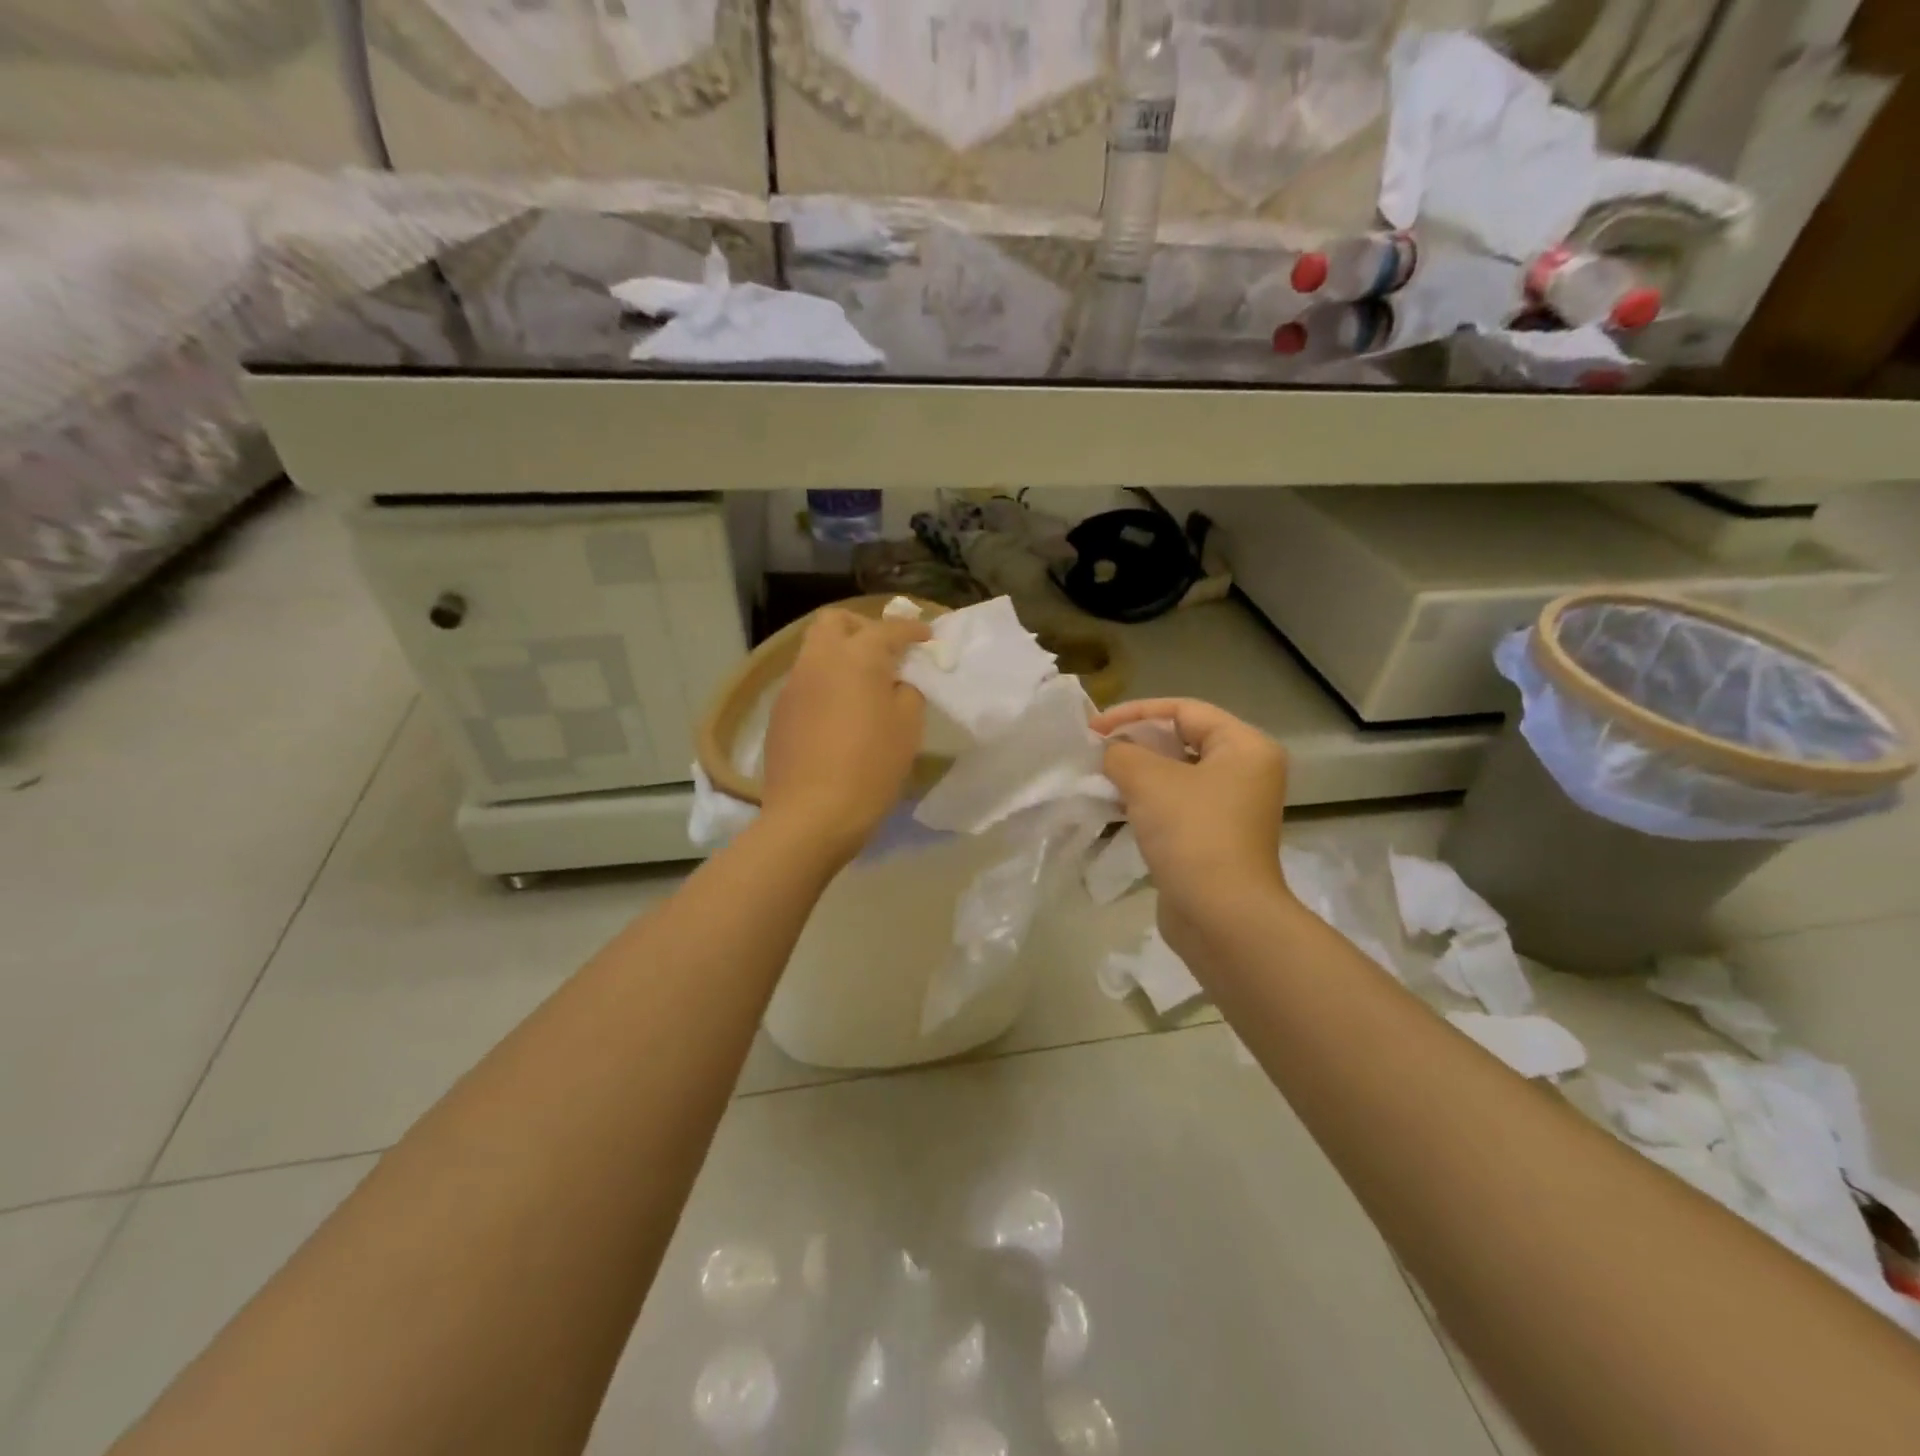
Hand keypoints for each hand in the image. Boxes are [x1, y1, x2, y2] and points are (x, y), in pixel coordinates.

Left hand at [760, 608, 931, 862]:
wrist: (811, 815)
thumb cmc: (870, 767)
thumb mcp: (908, 727)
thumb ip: (908, 691)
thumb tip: (897, 682)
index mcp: (856, 657)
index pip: (888, 629)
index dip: (912, 629)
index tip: (927, 637)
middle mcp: (819, 660)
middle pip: (835, 621)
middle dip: (862, 627)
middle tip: (885, 652)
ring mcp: (793, 686)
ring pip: (815, 650)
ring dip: (841, 656)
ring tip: (863, 685)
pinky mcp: (779, 713)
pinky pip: (805, 682)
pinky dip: (825, 684)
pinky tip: (839, 714)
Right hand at [1093, 699, 1289, 950]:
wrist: (1221, 916)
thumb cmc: (1192, 833)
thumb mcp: (1148, 780)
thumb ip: (1121, 753)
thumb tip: (1109, 752)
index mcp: (1244, 747)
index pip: (1184, 710)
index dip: (1135, 713)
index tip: (1094, 729)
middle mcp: (1246, 772)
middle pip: (1182, 740)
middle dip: (1135, 743)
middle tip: (1095, 752)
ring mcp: (1232, 809)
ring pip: (1176, 776)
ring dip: (1137, 774)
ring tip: (1099, 778)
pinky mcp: (1215, 839)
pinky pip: (1177, 806)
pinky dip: (1147, 803)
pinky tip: (1115, 808)